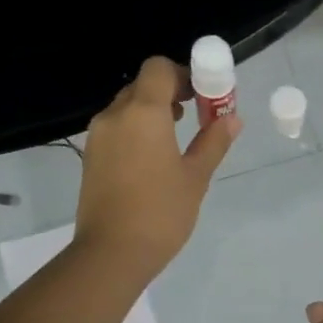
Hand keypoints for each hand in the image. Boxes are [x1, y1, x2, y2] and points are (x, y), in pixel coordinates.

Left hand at [73, 56, 238, 280]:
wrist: (111, 253)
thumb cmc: (161, 212)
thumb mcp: (195, 177)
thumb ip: (213, 142)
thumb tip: (232, 118)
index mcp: (143, 112)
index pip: (158, 68)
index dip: (182, 74)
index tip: (201, 96)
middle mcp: (115, 116)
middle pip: (141, 86)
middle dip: (169, 93)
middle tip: (193, 117)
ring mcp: (97, 137)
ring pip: (126, 108)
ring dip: (150, 113)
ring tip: (174, 142)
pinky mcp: (90, 158)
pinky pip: (115, 130)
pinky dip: (135, 132)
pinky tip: (152, 162)